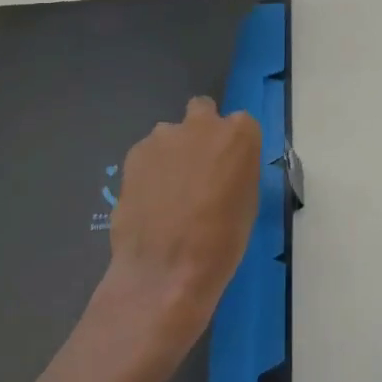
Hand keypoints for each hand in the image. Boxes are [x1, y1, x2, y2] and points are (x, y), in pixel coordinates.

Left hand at [100, 97, 260, 357]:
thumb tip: (222, 170)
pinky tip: (148, 203)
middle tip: (198, 169)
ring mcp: (163, 136)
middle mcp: (202, 125)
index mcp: (239, 135)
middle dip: (201, 131)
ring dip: (172, 154)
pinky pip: (147, 155)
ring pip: (170, 135)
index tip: (230, 169)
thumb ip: (236, 171)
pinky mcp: (134, 154)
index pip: (241, 125)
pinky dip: (149, 171)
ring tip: (168, 194)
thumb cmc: (222, 243)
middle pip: (202, 111)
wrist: (166, 269)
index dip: (234, 147)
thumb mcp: (247, 203)